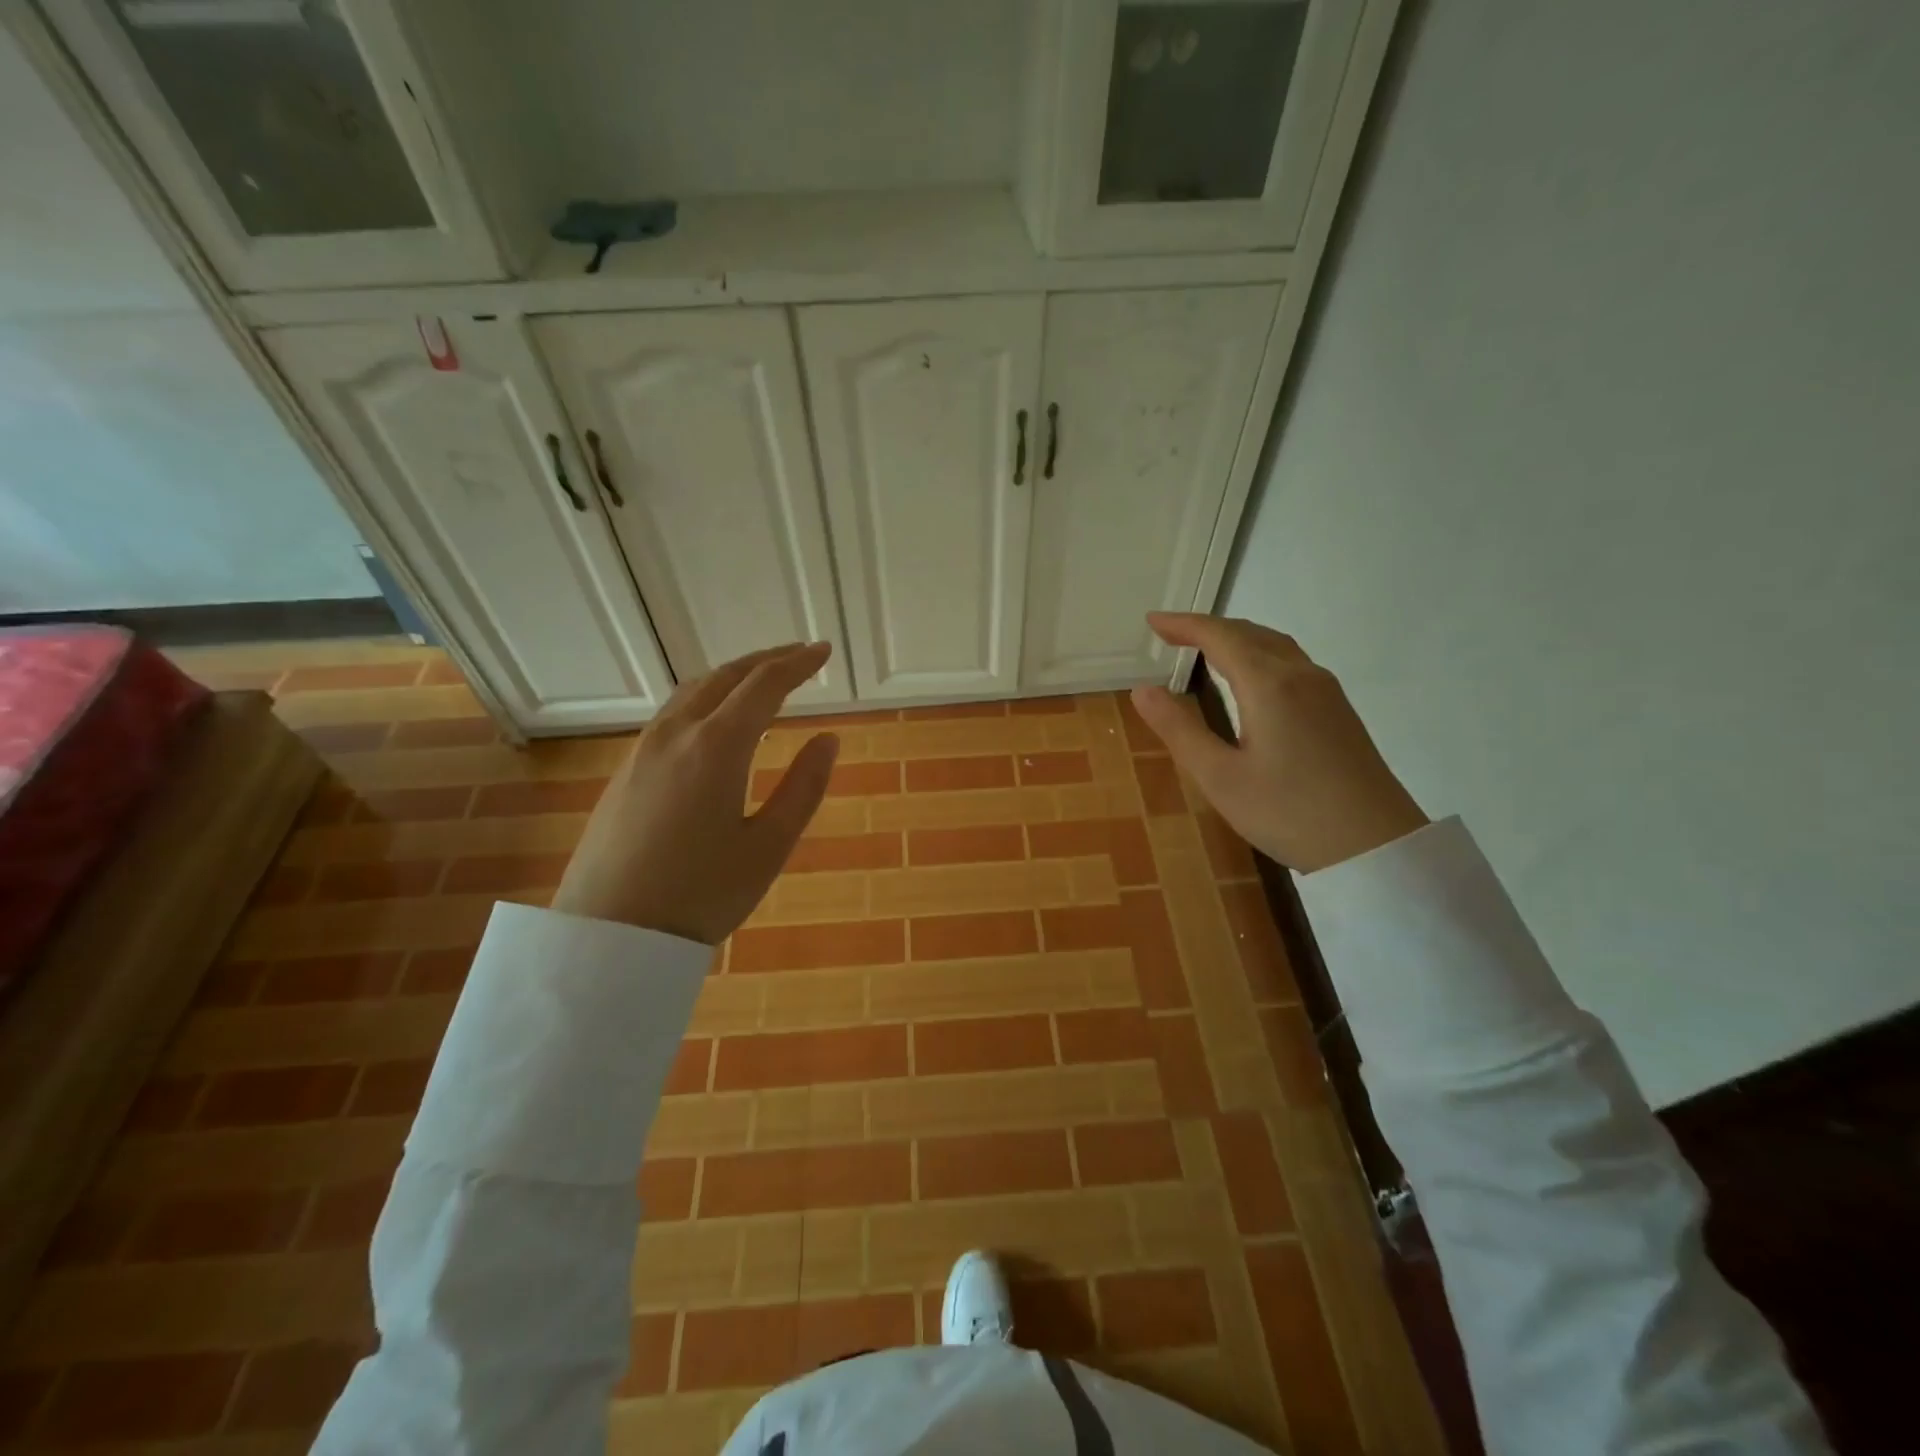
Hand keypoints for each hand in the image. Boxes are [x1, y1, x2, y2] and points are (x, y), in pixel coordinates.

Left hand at [550, 642, 838, 942]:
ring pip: (693, 690)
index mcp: (717, 746)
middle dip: (766, 659)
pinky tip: (717, 720)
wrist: (609, 936)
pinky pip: (673, 713)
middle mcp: (677, 733)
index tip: (824, 651)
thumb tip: (828, 739)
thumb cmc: (701, 894)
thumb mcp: (769, 847)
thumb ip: (804, 787)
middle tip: (799, 655)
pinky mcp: (626, 769)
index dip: (798, 663)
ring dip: (732, 676)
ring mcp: (644, 749)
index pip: (764, 685)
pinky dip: (706, 698)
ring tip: (762, 680)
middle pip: (725, 676)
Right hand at [1130, 614, 1426, 872]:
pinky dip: (1258, 653)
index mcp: (1268, 684)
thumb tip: (1142, 689)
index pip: (1220, 637)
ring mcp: (1326, 691)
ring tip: (1205, 648)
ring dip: (1236, 638)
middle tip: (1170, 633)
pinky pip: (1291, 661)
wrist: (1376, 846)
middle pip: (1250, 633)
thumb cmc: (1288, 812)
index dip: (1183, 624)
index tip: (1152, 621)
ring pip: (1274, 645)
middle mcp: (1300, 675)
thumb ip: (1179, 729)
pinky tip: (1250, 677)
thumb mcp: (1219, 777)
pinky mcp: (1338, 710)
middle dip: (1207, 628)